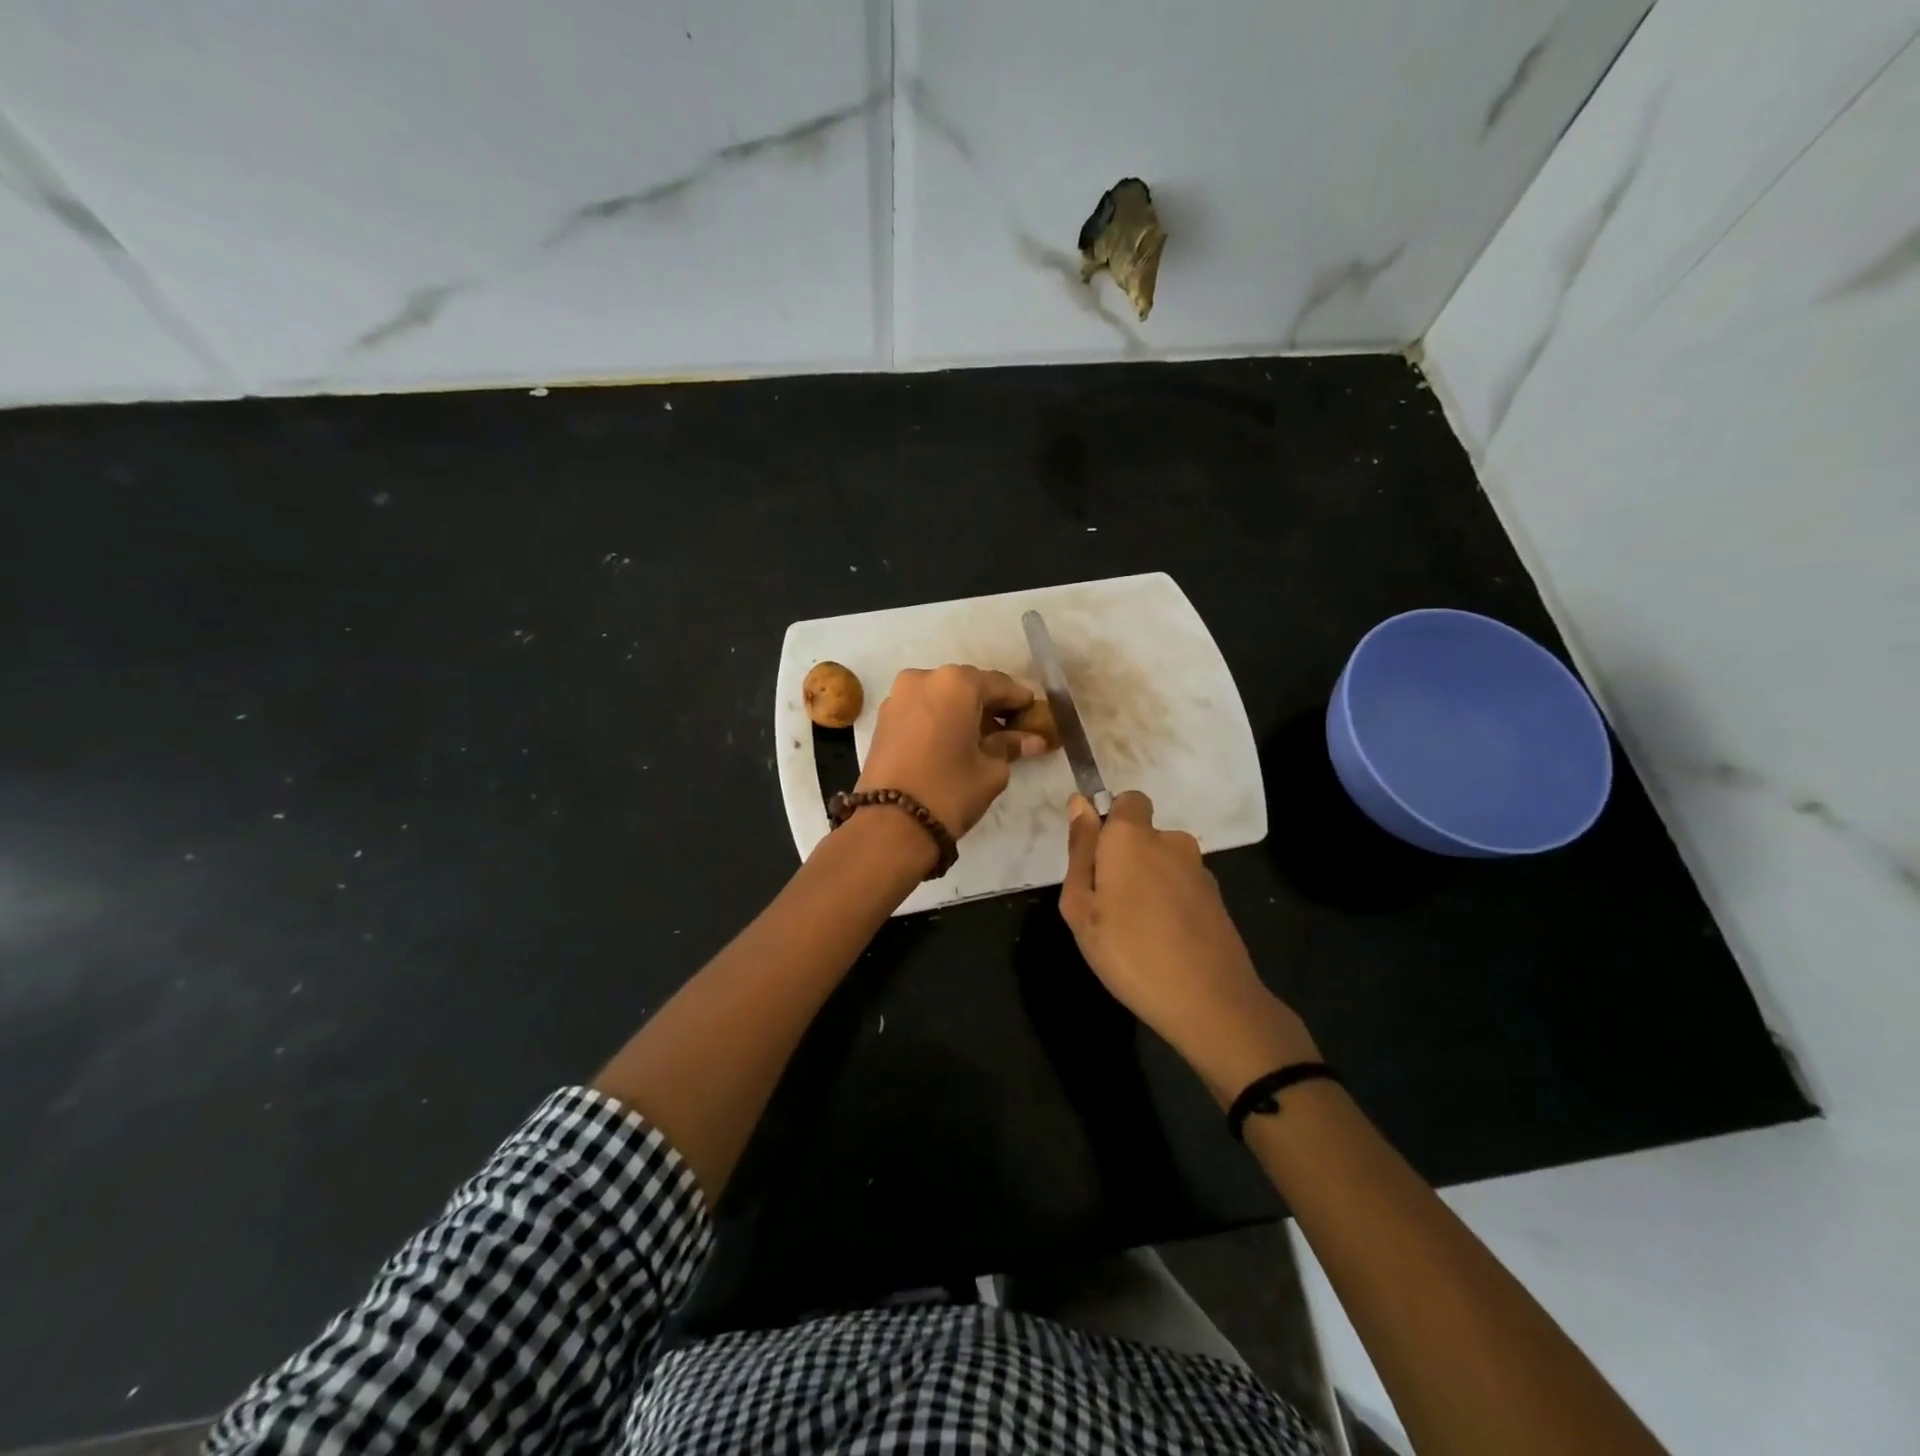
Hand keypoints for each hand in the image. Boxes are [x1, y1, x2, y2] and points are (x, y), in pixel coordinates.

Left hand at [856, 665, 1048, 837]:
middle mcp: (924, 678)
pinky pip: (922, 709)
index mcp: (957, 683)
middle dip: (989, 705)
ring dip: (962, 712)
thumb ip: (1011, 746)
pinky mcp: (884, 717)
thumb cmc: (950, 790)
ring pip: (942, 696)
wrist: (890, 823)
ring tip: (981, 739)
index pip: (999, 685)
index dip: (1019, 701)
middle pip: (968, 686)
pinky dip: (940, 719)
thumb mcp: (991, 770)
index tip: (1034, 715)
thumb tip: (1033, 740)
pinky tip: (953, 741)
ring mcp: (899, 696)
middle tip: (1009, 728)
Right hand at [1059, 791, 1319, 1098]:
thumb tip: (1079, 803)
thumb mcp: (1081, 905)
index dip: (1110, 823)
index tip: (1095, 861)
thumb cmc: (1128, 950)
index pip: (1127, 800)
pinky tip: (1163, 943)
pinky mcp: (1217, 899)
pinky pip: (1181, 888)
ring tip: (1134, 932)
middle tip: (1106, 907)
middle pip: (1143, 836)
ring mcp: (1199, 871)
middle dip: (1124, 860)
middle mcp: (1171, 842)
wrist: (1208, 1001)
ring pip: (1163, 864)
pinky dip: (1170, 905)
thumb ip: (1080, 850)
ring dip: (1147, 884)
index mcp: (1133, 836)